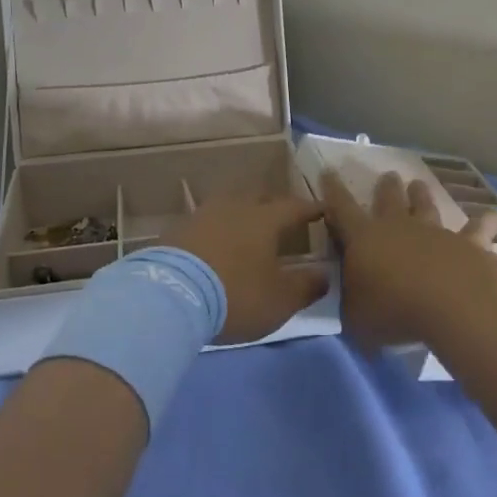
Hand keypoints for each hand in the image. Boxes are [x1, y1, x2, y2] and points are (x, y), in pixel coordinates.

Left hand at [164, 195, 331, 342]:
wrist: (172, 294)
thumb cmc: (235, 294)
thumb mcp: (279, 300)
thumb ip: (306, 286)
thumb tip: (325, 274)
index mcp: (265, 219)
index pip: (294, 207)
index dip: (310, 209)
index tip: (322, 210)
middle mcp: (236, 206)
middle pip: (261, 197)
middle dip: (275, 204)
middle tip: (284, 217)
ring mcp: (205, 213)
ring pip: (232, 204)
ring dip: (244, 212)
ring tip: (250, 227)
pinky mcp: (181, 227)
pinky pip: (209, 220)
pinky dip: (220, 227)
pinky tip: (219, 241)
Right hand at [320, 171, 496, 349]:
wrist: (452, 301)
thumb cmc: (394, 309)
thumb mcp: (356, 316)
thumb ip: (351, 304)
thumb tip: (349, 298)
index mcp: (364, 238)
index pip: (342, 209)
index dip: (333, 190)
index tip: (329, 171)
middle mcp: (398, 227)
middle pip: (389, 200)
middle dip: (386, 188)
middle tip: (388, 176)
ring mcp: (435, 232)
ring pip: (426, 207)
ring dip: (422, 196)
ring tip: (419, 184)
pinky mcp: (468, 244)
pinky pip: (476, 230)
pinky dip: (484, 221)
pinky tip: (493, 213)